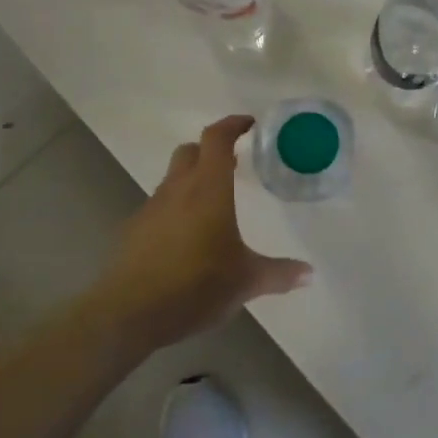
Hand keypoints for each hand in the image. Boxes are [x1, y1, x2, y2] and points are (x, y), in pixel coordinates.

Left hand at [91, 115, 311, 355]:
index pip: (217, 139)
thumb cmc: (196, 285)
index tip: (249, 124)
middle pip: (190, 152)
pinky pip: (159, 209)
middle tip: (233, 164)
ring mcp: (151, 210)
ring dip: (192, 182)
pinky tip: (187, 241)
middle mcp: (177, 191)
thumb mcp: (246, 281)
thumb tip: (308, 274)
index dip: (232, 125)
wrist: (129, 313)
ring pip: (172, 180)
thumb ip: (279, 274)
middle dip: (210, 151)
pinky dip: (176, 211)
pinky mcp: (134, 232)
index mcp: (208, 189)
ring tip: (214, 207)